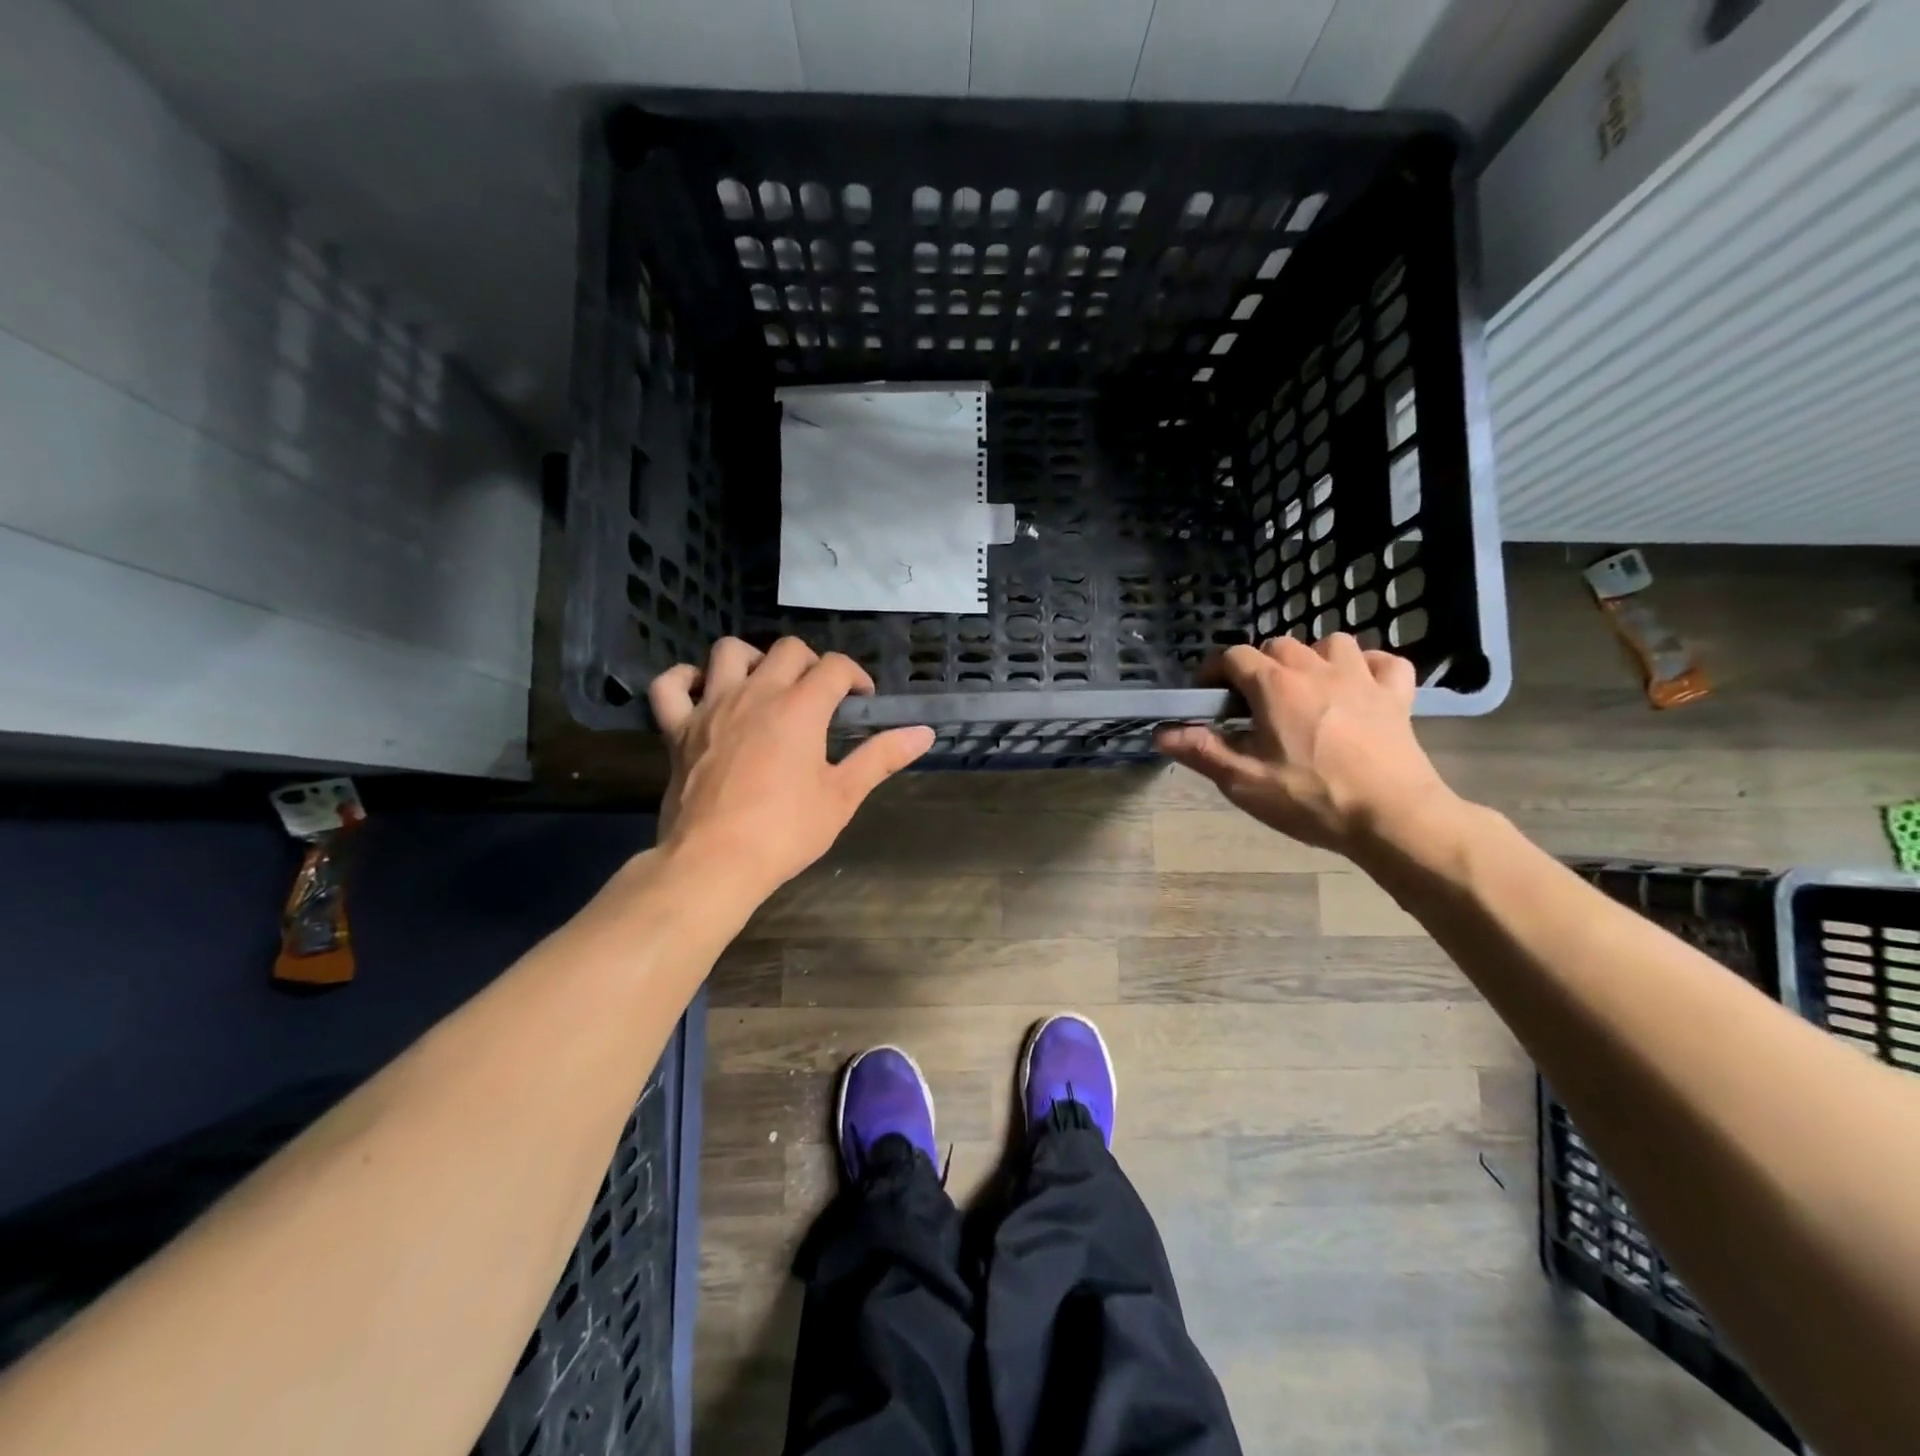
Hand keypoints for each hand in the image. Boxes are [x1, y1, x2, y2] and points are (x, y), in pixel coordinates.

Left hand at [647, 637, 934, 895]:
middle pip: (788, 650)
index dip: (856, 677)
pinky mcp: (677, 729)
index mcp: (800, 708)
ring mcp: (711, 708)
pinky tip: (702, 692)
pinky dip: (685, 680)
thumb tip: (924, 732)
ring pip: (729, 652)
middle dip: (812, 663)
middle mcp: (756, 694)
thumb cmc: (785, 831)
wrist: (715, 862)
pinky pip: (670, 686)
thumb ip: (882, 757)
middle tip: (820, 695)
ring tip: (766, 684)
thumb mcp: (843, 796)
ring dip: (754, 659)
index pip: (836, 667)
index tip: (862, 700)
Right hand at [1153, 634, 1455, 856]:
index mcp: (1275, 686)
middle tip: (1252, 703)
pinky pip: (1384, 661)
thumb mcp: (1245, 782)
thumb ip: (1202, 751)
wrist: (1393, 817)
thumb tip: (1161, 733)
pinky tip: (1359, 686)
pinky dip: (1369, 667)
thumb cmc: (1311, 799)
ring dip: (1312, 658)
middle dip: (1259, 666)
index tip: (1207, 696)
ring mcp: (1362, 678)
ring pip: (1331, 643)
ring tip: (1305, 688)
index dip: (1214, 671)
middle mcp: (1316, 669)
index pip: (1233, 656)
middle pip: (1278, 646)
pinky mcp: (1397, 695)